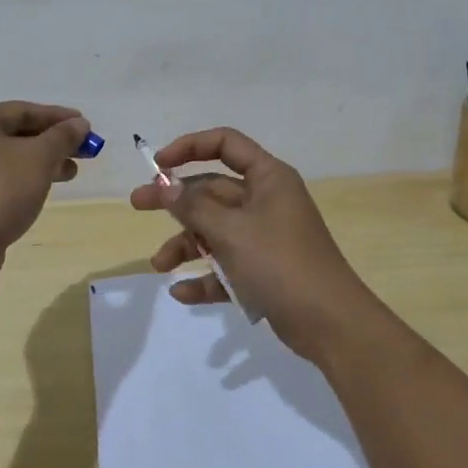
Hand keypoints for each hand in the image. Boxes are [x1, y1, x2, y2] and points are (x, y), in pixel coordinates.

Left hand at [0, 102, 92, 260]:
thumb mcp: (37, 157)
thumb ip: (61, 137)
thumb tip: (79, 123)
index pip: (22, 110)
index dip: (57, 116)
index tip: (86, 125)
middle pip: (15, 134)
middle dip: (52, 141)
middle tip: (84, 151)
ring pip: (10, 160)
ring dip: (43, 162)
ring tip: (71, 173)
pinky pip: (2, 181)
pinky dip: (26, 180)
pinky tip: (44, 190)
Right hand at [129, 127, 379, 362]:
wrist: (330, 323)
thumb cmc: (280, 263)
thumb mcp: (231, 232)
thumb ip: (194, 208)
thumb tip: (165, 186)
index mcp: (268, 178)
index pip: (226, 144)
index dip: (190, 147)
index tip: (159, 164)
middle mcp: (267, 201)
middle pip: (213, 191)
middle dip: (176, 201)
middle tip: (137, 205)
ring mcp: (266, 237)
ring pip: (216, 230)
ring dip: (187, 244)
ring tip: (159, 265)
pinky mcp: (265, 271)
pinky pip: (227, 266)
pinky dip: (206, 276)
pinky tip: (183, 293)